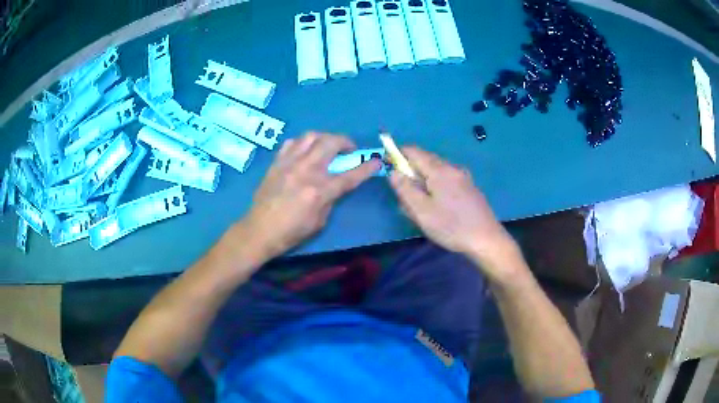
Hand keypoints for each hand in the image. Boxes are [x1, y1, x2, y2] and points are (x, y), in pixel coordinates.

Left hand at [243, 132, 380, 257]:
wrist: (259, 230)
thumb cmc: (291, 232)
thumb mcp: (319, 222)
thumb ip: (331, 199)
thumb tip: (336, 184)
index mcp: (319, 191)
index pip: (350, 175)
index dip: (367, 167)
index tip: (377, 161)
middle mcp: (306, 170)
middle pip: (331, 143)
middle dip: (346, 142)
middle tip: (349, 149)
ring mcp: (289, 163)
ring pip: (311, 136)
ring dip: (325, 137)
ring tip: (328, 146)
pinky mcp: (277, 162)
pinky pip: (292, 142)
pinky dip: (303, 143)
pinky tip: (305, 151)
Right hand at [389, 147, 521, 280]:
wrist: (486, 239)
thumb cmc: (451, 226)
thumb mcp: (421, 211)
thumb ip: (405, 189)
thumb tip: (393, 171)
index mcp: (439, 170)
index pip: (413, 151)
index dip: (398, 154)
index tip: (388, 166)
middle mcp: (452, 168)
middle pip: (426, 160)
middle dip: (411, 171)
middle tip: (404, 194)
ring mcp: (463, 177)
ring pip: (436, 171)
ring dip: (423, 181)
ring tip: (420, 205)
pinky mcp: (469, 188)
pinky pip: (447, 180)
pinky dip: (435, 187)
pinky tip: (437, 206)